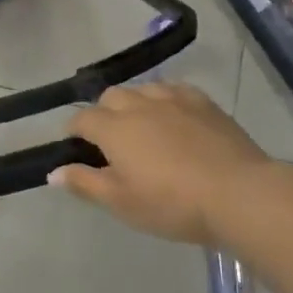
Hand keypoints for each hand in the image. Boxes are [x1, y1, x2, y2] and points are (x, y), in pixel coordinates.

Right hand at [52, 83, 271, 244]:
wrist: (238, 193)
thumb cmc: (172, 204)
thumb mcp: (122, 203)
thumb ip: (85, 183)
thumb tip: (54, 171)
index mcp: (115, 129)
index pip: (82, 119)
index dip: (73, 130)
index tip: (74, 145)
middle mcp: (140, 104)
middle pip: (111, 97)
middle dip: (102, 112)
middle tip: (109, 140)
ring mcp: (174, 99)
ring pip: (143, 89)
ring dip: (134, 103)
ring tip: (141, 126)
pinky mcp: (204, 102)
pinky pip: (174, 90)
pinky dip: (164, 100)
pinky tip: (172, 117)